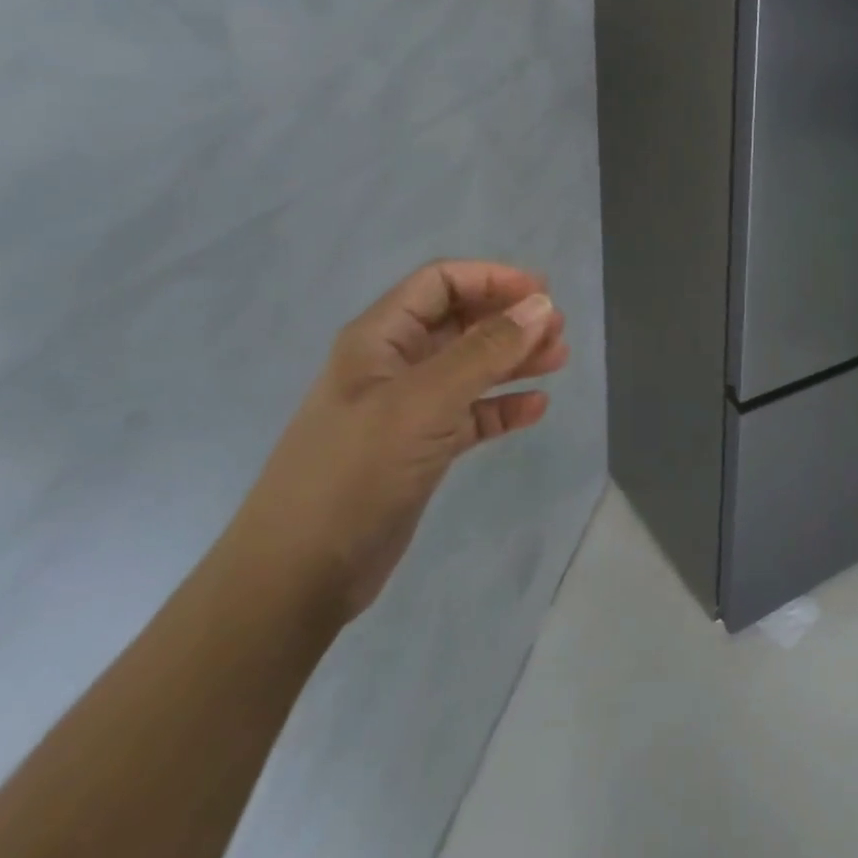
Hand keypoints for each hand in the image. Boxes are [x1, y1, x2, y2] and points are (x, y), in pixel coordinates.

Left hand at [226, 260, 568, 620]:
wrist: (297, 578)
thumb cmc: (355, 473)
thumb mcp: (423, 402)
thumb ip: (485, 351)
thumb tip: (541, 304)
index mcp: (380, 339)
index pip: (440, 283)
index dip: (491, 278)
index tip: (541, 292)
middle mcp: (394, 365)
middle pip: (460, 322)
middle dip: (510, 319)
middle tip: (558, 329)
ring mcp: (407, 409)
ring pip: (471, 367)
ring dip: (514, 359)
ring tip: (559, 359)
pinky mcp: (420, 449)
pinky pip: (471, 414)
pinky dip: (502, 406)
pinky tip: (535, 409)